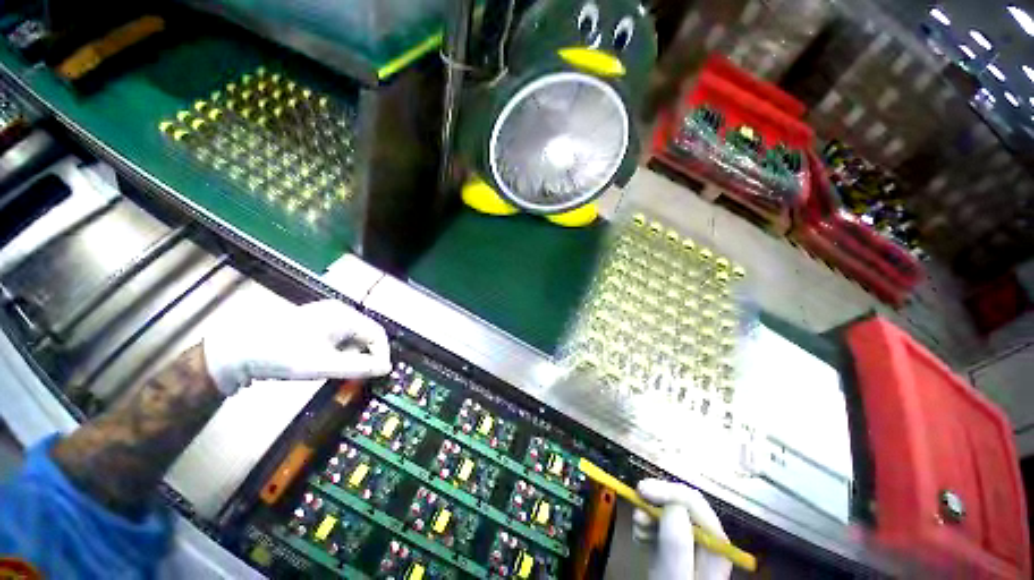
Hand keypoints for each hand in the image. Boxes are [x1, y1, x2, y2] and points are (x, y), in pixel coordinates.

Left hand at [203, 299, 392, 395]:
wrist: (238, 351)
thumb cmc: (284, 354)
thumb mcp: (325, 364)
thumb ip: (360, 367)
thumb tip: (385, 368)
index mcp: (345, 316)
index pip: (377, 334)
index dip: (382, 354)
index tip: (379, 373)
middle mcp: (339, 312)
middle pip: (366, 334)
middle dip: (366, 355)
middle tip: (360, 375)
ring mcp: (325, 317)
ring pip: (352, 337)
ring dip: (352, 355)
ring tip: (340, 370)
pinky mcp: (314, 325)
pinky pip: (339, 338)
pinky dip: (340, 352)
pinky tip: (327, 363)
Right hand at [633, 479, 732, 579]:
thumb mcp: (674, 578)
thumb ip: (677, 543)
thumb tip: (672, 505)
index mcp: (715, 545)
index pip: (693, 502)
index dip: (667, 490)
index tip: (640, 490)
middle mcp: (705, 541)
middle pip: (681, 505)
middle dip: (656, 502)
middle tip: (635, 508)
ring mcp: (691, 547)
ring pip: (668, 514)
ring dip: (649, 513)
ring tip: (637, 528)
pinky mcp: (676, 553)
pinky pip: (660, 527)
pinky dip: (647, 526)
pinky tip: (640, 537)